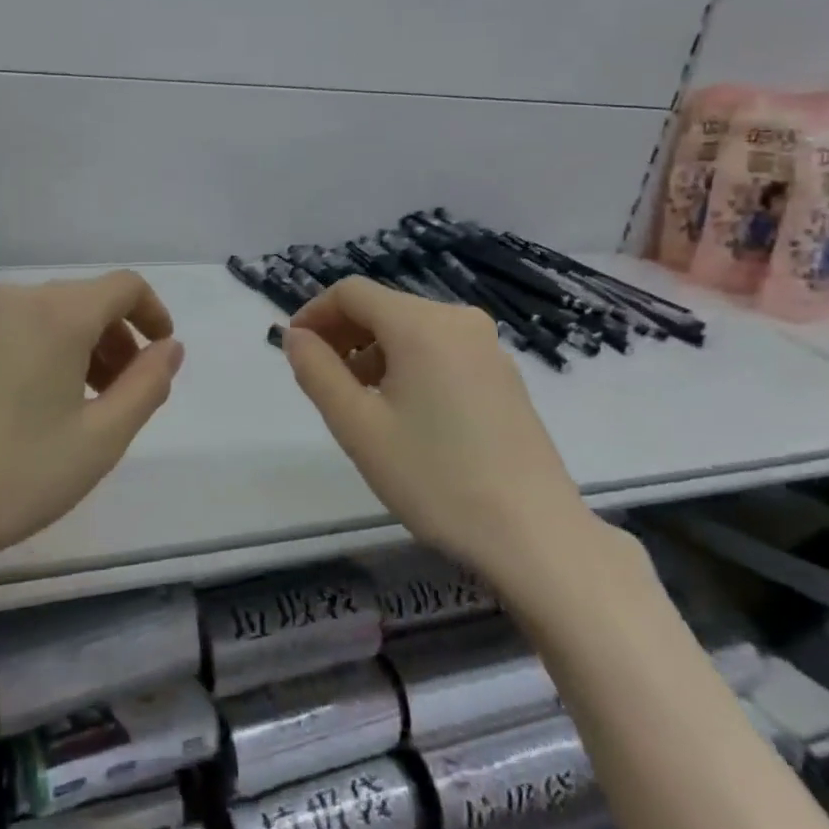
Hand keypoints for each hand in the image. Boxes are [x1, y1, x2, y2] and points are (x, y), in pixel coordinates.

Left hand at [0, 272, 183, 591]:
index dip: (153, 313)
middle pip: (82, 300)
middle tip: (121, 394)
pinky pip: (7, 331)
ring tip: (77, 406)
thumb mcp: (100, 440)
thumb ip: (147, 385)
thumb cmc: (12, 475)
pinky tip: (25, 407)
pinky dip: (36, 352)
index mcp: (57, 313)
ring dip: (76, 347)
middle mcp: (13, 300)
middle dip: (115, 338)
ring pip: (43, 316)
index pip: (123, 286)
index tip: (160, 354)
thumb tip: (169, 348)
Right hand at [283, 277, 606, 603]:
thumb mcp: (358, 427)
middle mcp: (458, 320)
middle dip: (342, 334)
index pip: (352, 292)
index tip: (292, 349)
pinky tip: (402, 411)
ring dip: (372, 351)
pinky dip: (406, 364)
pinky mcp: (503, 375)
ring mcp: (488, 347)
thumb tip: (295, 336)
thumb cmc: (435, 479)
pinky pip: (439, 350)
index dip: (314, 313)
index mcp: (422, 324)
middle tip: (318, 378)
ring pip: (411, 330)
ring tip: (356, 401)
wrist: (536, 535)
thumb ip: (317, 372)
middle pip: (383, 307)